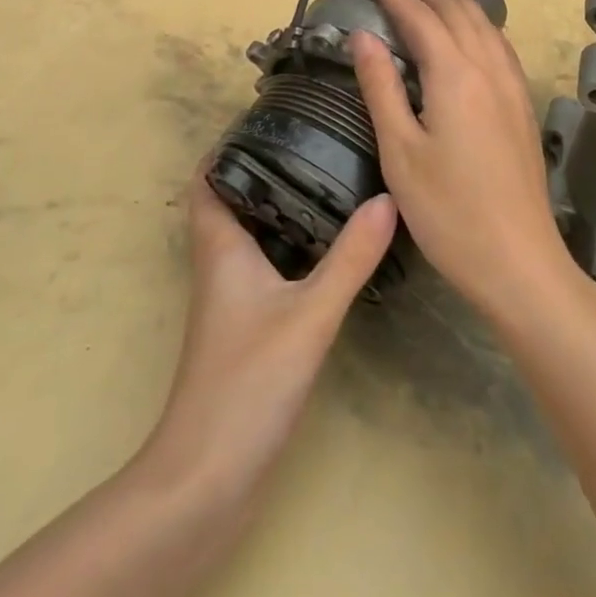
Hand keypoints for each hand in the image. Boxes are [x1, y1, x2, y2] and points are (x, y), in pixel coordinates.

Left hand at [144, 166, 396, 499]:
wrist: (209, 477)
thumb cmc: (248, 382)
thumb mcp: (309, 314)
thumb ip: (350, 258)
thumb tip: (387, 199)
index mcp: (220, 247)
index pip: (208, 179)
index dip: (226, 146)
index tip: (266, 119)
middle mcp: (218, 265)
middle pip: (232, 200)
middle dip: (264, 169)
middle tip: (311, 141)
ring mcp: (229, 300)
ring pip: (250, 235)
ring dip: (278, 207)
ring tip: (326, 180)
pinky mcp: (244, 328)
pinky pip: (264, 267)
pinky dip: (288, 246)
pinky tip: (325, 249)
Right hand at [350, 0, 574, 320]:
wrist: (519, 263)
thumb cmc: (448, 213)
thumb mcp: (400, 152)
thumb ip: (381, 87)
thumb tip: (363, 35)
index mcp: (454, 76)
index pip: (419, 16)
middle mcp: (487, 70)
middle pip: (454, 11)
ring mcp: (512, 87)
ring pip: (483, 23)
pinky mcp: (522, 106)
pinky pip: (500, 44)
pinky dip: (481, 20)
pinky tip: (477, 26)